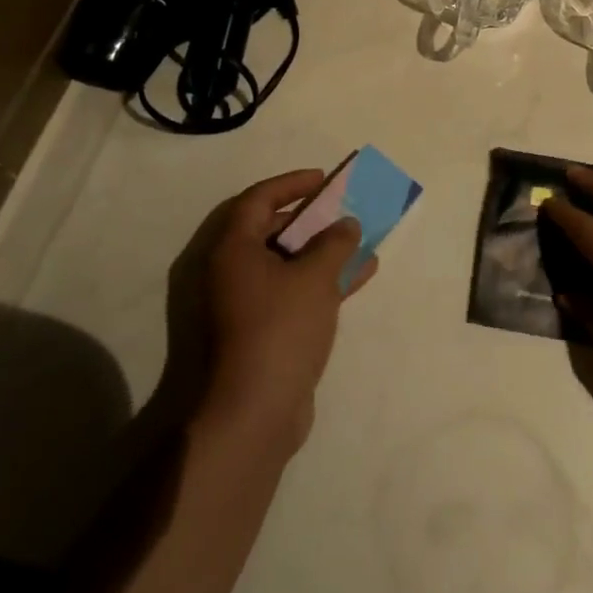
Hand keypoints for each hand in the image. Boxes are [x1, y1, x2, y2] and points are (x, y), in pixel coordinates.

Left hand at [192, 170, 376, 451]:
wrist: (254, 413)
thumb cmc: (280, 328)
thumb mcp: (315, 276)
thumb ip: (335, 242)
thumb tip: (345, 225)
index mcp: (233, 250)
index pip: (258, 200)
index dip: (291, 184)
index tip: (323, 179)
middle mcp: (232, 273)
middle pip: (271, 231)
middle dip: (310, 218)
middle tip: (341, 209)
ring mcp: (245, 305)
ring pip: (287, 264)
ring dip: (322, 251)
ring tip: (359, 240)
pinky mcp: (262, 333)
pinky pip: (294, 292)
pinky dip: (322, 281)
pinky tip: (359, 277)